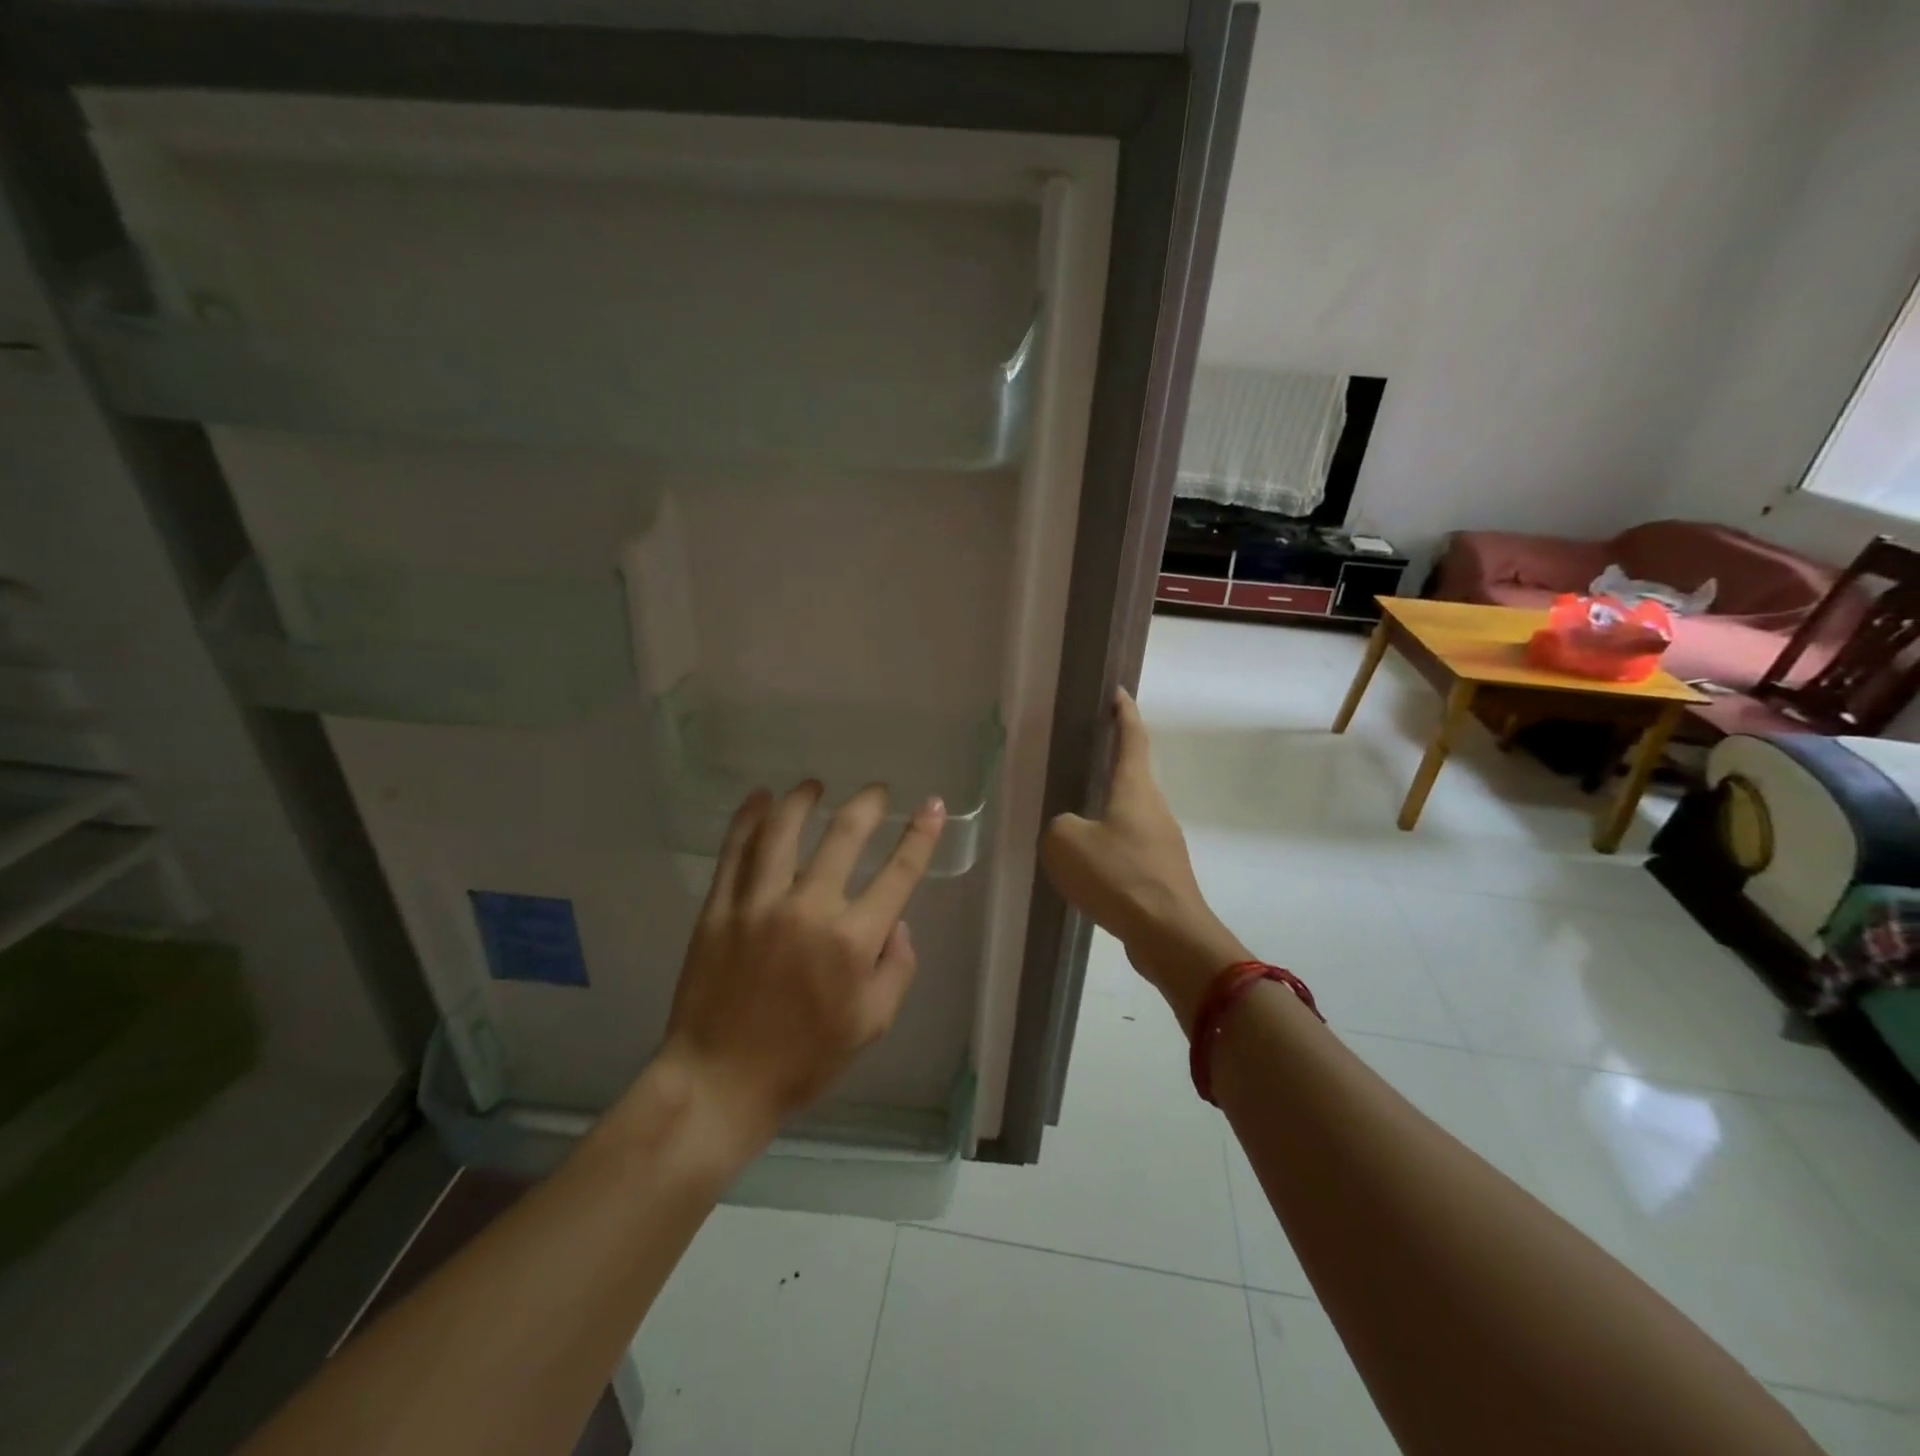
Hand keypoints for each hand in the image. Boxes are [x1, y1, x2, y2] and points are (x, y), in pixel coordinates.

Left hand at [657, 780, 946, 1148]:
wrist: (720, 1082)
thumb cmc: (804, 1060)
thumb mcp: (872, 1024)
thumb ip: (897, 968)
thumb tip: (897, 921)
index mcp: (852, 942)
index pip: (898, 873)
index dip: (921, 835)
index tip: (932, 804)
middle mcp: (809, 910)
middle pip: (843, 836)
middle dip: (866, 805)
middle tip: (875, 791)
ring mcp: (758, 905)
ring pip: (783, 831)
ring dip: (802, 799)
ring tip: (814, 785)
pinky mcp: (719, 909)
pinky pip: (735, 852)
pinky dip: (748, 819)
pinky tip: (759, 799)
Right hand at [1040, 689, 1247, 1030]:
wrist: (1170, 936)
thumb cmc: (1119, 877)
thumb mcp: (1066, 843)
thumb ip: (1059, 826)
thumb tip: (1070, 831)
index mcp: (1135, 789)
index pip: (1132, 737)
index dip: (1124, 712)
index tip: (1118, 692)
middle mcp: (1154, 808)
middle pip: (1133, 775)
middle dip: (1112, 762)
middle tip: (1082, 755)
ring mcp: (1162, 843)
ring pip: (1130, 815)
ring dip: (1107, 809)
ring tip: (1075, 816)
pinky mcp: (1161, 874)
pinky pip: (1129, 848)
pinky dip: (1109, 846)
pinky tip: (1088, 865)